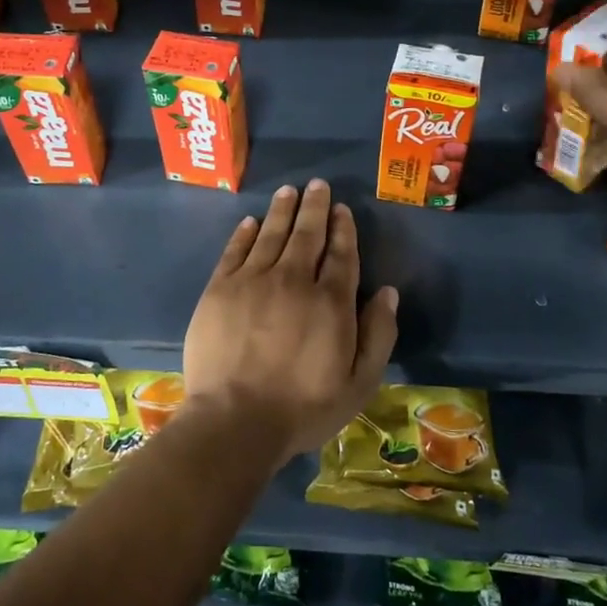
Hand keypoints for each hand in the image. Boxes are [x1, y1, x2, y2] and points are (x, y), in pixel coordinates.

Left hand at [182, 179, 398, 462]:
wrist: (234, 420)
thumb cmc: (303, 408)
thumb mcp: (359, 383)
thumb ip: (378, 334)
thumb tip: (387, 292)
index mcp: (330, 302)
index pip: (341, 254)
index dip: (343, 229)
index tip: (342, 210)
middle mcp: (293, 280)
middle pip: (306, 234)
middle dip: (314, 207)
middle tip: (317, 185)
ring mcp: (252, 281)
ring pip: (271, 234)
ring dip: (282, 210)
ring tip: (289, 191)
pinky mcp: (219, 289)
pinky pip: (235, 251)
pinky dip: (245, 233)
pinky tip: (251, 221)